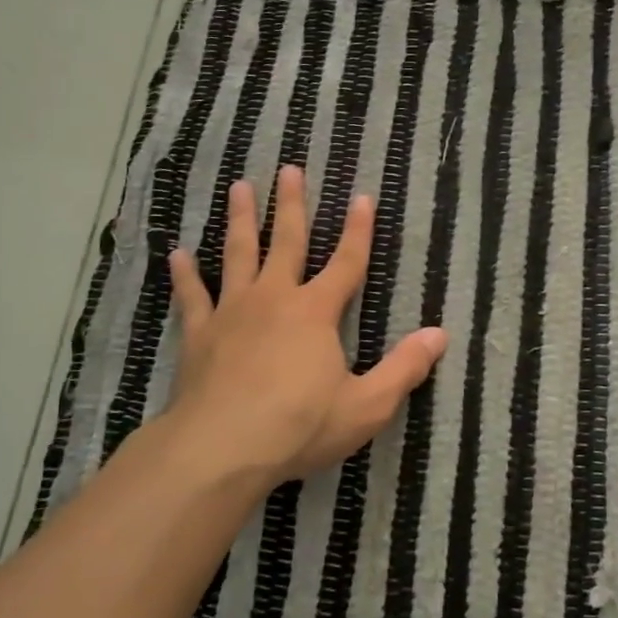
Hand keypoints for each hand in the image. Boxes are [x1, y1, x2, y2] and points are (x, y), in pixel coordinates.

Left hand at [159, 165, 447, 486]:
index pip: (346, 263)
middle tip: (288, 170)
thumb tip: (439, 334)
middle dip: (291, 205)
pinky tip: (178, 254)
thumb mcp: (366, 405)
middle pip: (286, 242)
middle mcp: (274, 299)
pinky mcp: (199, 333)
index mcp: (315, 312)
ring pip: (238, 254)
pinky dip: (185, 275)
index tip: (362, 197)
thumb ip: (404, 368)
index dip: (357, 231)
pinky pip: (192, 296)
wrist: (221, 448)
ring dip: (241, 220)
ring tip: (240, 188)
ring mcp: (232, 312)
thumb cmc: (299, 426)